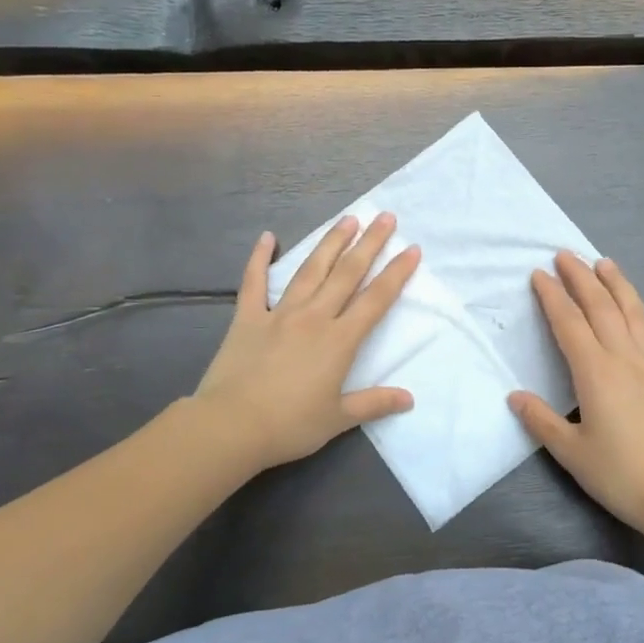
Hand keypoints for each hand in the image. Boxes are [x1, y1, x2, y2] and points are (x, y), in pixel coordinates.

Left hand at [192, 214, 419, 473]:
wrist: (231, 426)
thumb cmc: (290, 425)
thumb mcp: (338, 419)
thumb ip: (374, 403)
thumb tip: (409, 399)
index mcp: (339, 340)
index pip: (376, 300)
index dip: (396, 273)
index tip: (412, 249)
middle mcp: (314, 317)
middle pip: (347, 273)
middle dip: (369, 243)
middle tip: (385, 217)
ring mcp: (279, 313)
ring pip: (310, 270)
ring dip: (331, 243)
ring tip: (347, 219)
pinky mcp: (248, 317)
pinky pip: (254, 282)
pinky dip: (259, 258)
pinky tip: (267, 237)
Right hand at [509, 252, 643, 532]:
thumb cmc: (617, 473)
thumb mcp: (569, 451)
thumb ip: (541, 420)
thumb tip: (514, 395)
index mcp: (594, 372)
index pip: (568, 323)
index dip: (552, 296)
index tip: (539, 274)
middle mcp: (625, 358)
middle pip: (601, 308)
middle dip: (581, 278)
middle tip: (565, 255)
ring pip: (637, 315)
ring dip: (620, 286)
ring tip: (606, 263)